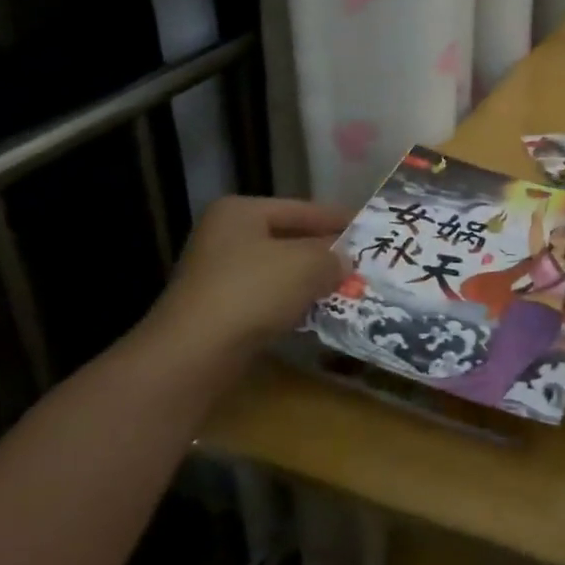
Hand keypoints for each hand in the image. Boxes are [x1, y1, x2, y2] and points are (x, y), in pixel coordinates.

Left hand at [140, 197, 347, 383]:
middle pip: (290, 239)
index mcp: (241, 212)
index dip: (339, 219)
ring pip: (281, 271)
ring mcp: (219, 275)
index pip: (303, 209)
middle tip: (364, 262)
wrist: (193, 355)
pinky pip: (269, 299)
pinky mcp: (220, 310)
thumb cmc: (252, 292)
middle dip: (326, 253)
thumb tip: (345, 260)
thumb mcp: (306, 264)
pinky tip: (320, 314)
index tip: (371, 229)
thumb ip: (332, 256)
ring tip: (349, 289)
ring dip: (312, 281)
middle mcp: (226, 237)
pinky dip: (294, 304)